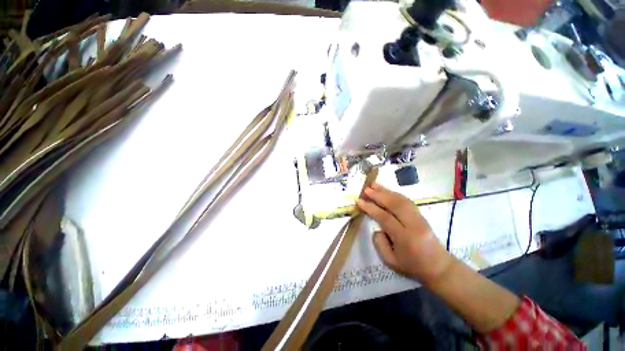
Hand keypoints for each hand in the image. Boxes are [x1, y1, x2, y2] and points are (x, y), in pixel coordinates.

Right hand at [356, 183, 454, 283]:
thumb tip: (376, 228)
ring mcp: (419, 218)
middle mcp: (414, 225)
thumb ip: (380, 244)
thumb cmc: (412, 266)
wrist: (439, 267)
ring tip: (374, 185)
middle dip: (379, 195)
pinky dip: (395, 194)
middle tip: (366, 189)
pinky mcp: (421, 215)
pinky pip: (407, 201)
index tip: (359, 201)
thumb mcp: (391, 262)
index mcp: (405, 238)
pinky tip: (387, 190)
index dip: (371, 208)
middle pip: (395, 205)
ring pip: (401, 200)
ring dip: (386, 191)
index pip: (385, 218)